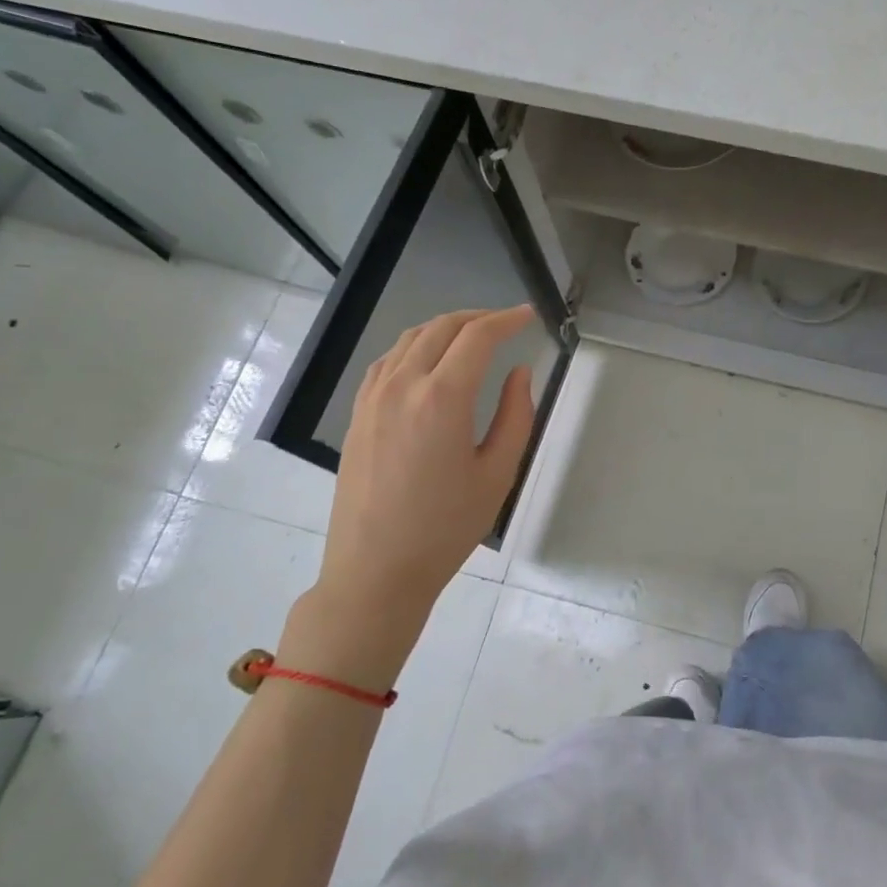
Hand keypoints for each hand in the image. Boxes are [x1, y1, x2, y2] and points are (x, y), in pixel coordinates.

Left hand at [286, 306, 537, 688]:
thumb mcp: (498, 473)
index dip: (507, 320)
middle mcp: (403, 386)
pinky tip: (429, 361)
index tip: (528, 316)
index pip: (478, 337)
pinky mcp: (358, 413)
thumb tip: (519, 372)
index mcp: (442, 399)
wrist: (376, 570)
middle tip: (506, 323)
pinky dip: (415, 346)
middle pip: (442, 327)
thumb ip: (516, 415)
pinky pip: (388, 360)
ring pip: (411, 338)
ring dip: (446, 327)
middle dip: (478, 317)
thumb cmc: (446, 527)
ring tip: (473, 336)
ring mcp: (373, 398)